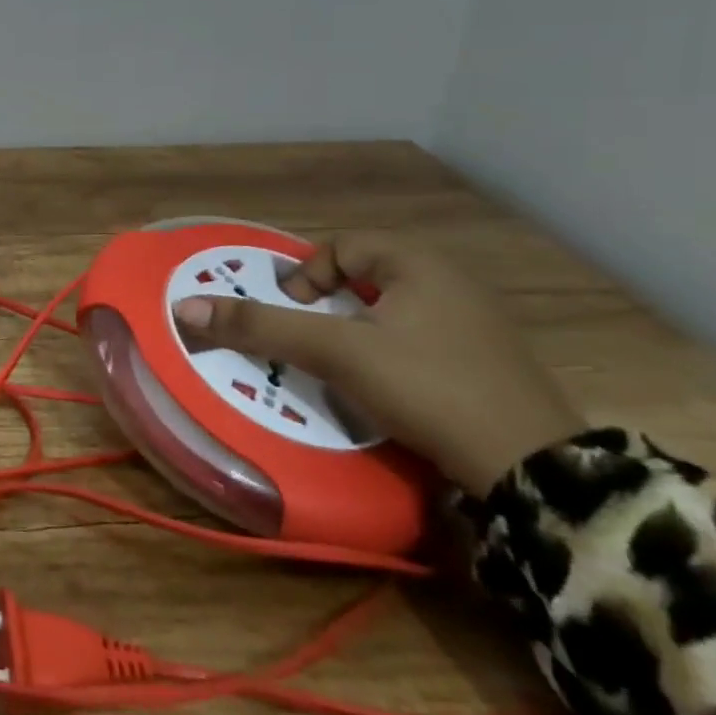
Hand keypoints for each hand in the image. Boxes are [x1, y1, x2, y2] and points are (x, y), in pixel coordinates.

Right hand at [172, 230, 583, 493]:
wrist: (531, 468)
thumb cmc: (427, 386)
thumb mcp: (335, 352)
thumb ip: (261, 326)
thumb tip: (184, 308)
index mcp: (420, 264)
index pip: (341, 246)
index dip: (306, 276)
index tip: (297, 316)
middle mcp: (451, 282)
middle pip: (364, 277)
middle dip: (327, 305)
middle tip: (309, 340)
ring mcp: (475, 323)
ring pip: (389, 311)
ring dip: (354, 331)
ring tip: (337, 365)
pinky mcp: (486, 362)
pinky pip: (417, 338)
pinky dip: (387, 352)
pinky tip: (383, 386)